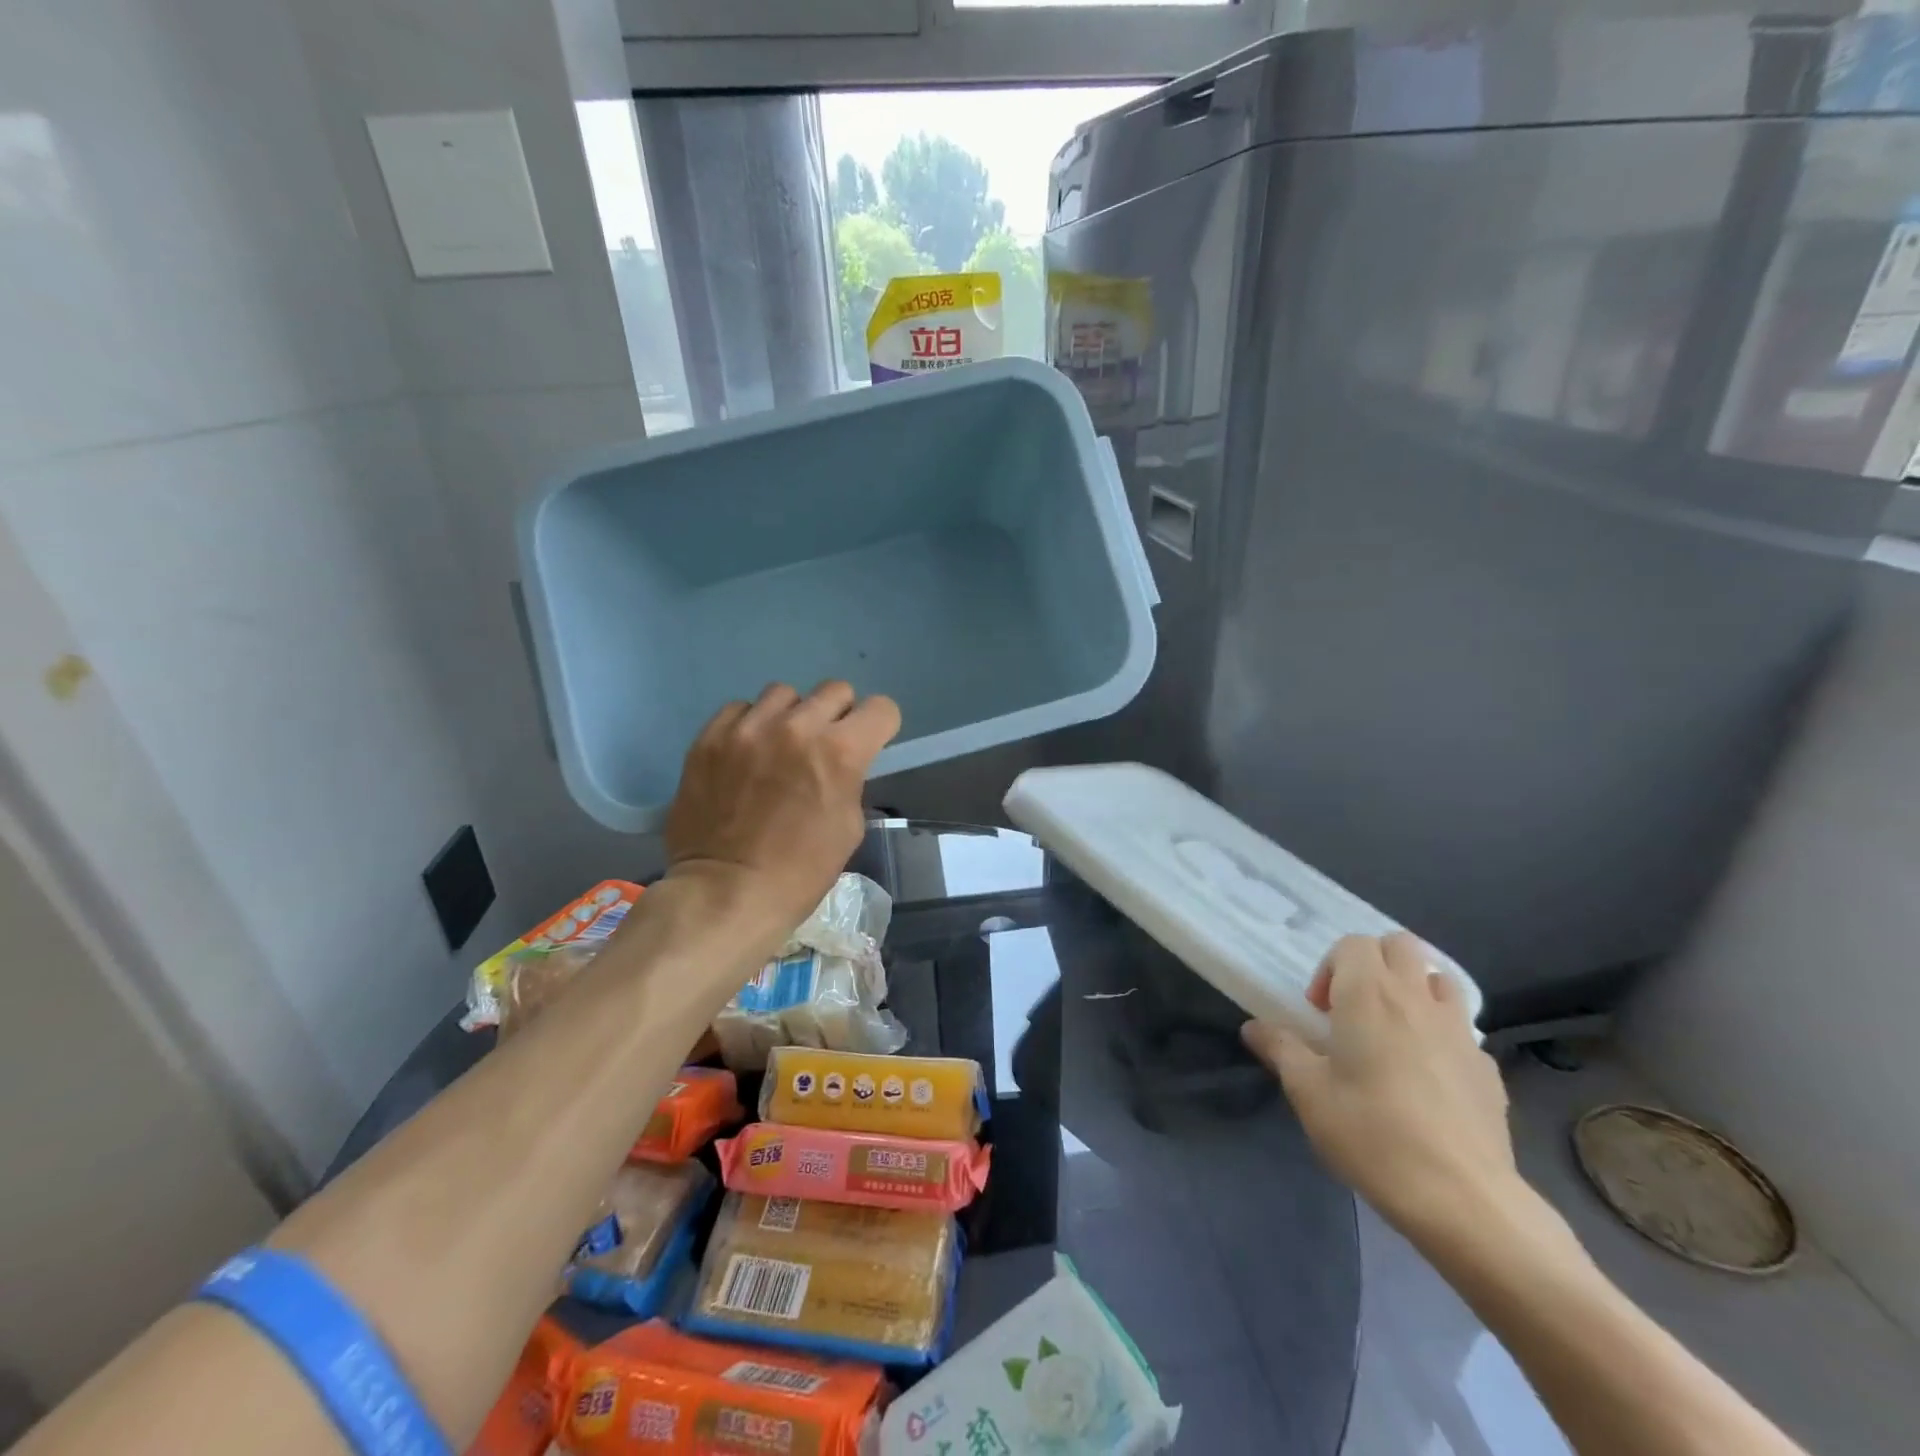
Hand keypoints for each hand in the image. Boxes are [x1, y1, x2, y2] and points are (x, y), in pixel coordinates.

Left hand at [663, 681, 899, 937]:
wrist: (726, 893)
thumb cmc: (801, 871)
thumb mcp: (849, 826)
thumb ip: (850, 778)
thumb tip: (840, 761)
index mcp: (840, 751)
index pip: (881, 708)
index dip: (880, 727)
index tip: (870, 743)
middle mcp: (796, 727)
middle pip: (835, 690)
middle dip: (839, 716)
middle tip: (824, 746)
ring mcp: (748, 728)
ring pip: (785, 694)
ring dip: (792, 716)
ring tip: (780, 747)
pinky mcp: (710, 737)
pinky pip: (740, 709)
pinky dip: (750, 725)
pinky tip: (747, 754)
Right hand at [1243, 933, 1518, 1237]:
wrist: (1462, 1199)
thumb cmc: (1372, 1134)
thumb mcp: (1308, 1092)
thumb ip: (1280, 1049)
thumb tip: (1253, 1027)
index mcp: (1370, 995)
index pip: (1354, 943)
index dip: (1331, 966)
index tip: (1320, 1011)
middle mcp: (1417, 1000)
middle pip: (1402, 946)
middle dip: (1375, 963)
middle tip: (1354, 1007)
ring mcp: (1460, 1033)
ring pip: (1440, 980)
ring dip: (1414, 990)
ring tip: (1394, 1033)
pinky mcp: (1489, 1069)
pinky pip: (1462, 1031)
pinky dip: (1441, 1036)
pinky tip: (1428, 1079)